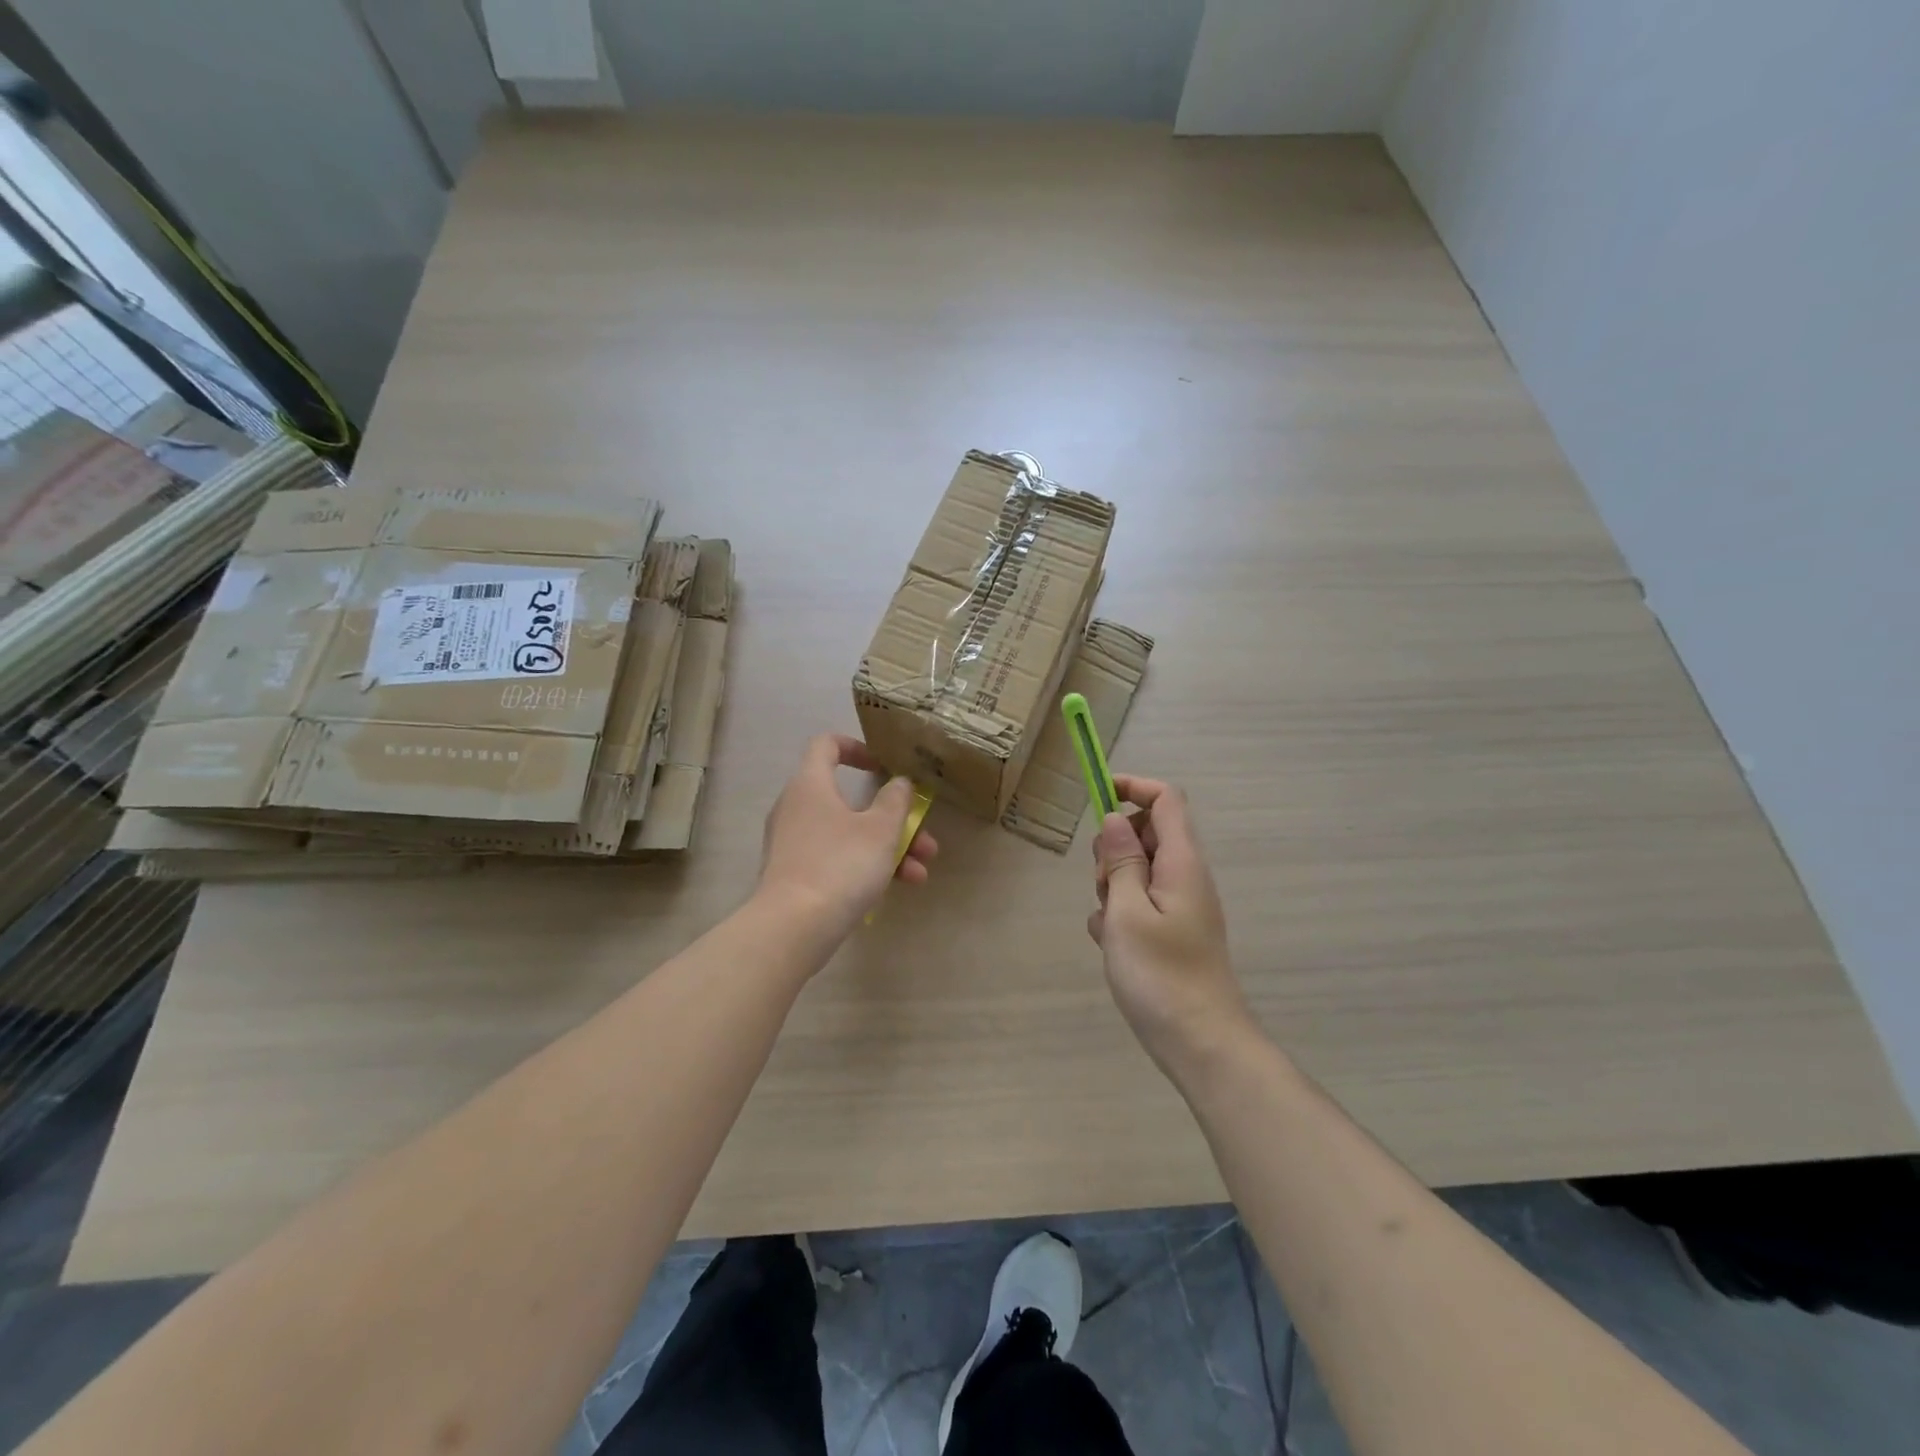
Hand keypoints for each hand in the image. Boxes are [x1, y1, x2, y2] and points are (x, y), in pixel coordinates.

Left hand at [758, 734, 937, 940]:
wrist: (792, 927)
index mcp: (810, 784)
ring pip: (848, 834)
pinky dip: (865, 866)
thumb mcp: (880, 830)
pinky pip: (836, 858)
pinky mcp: (795, 874)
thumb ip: (896, 801)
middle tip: (923, 836)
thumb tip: (899, 782)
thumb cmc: (840, 865)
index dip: (856, 747)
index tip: (883, 766)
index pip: (826, 745)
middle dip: (892, 818)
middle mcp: (796, 807)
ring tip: (920, 872)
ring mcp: (794, 843)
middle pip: (849, 799)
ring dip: (887, 848)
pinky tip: (898, 887)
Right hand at [1088, 775, 1253, 1076]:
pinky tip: (1113, 946)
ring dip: (1112, 885)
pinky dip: (1120, 914)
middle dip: (1113, 847)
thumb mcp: (1127, 912)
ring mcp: (1180, 905)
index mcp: (1181, 862)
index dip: (1131, 787)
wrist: (1202, 1044)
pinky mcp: (1172, 931)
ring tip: (1109, 924)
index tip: (1095, 797)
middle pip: (1146, 833)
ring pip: (1137, 870)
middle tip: (1103, 885)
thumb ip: (1120, 861)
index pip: (1165, 799)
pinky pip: (1139, 903)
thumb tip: (1116, 818)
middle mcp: (1185, 876)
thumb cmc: (1161, 975)